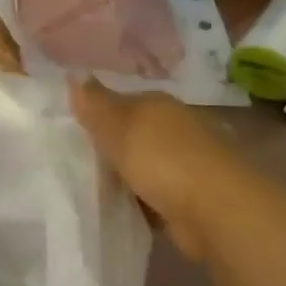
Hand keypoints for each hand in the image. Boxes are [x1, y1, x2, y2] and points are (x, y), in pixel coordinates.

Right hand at [72, 80, 234, 257]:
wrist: (215, 211)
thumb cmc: (161, 159)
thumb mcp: (117, 125)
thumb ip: (94, 103)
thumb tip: (73, 74)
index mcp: (158, 104)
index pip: (120, 101)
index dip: (96, 113)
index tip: (70, 129)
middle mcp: (175, 129)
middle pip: (132, 133)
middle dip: (109, 145)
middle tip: (74, 160)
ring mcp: (185, 164)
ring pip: (142, 165)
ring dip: (123, 175)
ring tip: (90, 187)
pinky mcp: (188, 198)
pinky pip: (152, 195)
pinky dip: (138, 201)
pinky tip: (117, 208)